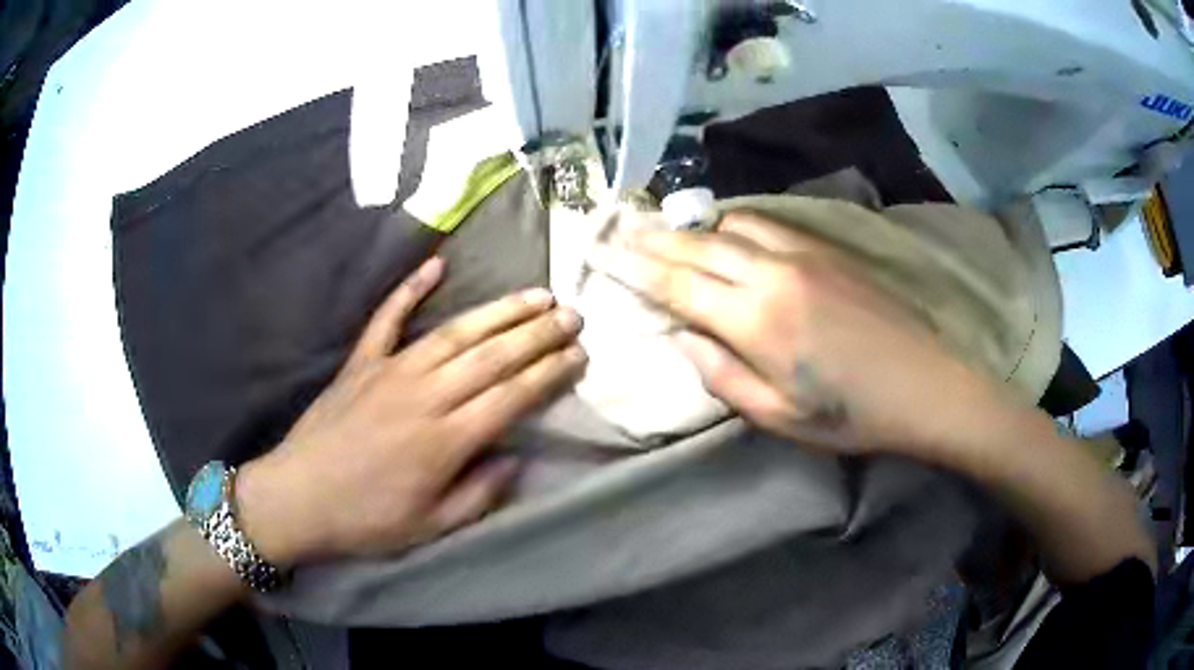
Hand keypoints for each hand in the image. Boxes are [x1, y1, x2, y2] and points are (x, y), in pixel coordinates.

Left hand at [235, 258, 585, 566]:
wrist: (297, 498)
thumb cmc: (365, 520)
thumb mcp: (430, 526)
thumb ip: (478, 494)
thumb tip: (514, 457)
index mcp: (445, 441)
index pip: (511, 396)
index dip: (549, 373)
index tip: (578, 354)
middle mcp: (424, 396)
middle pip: (491, 356)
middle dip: (537, 333)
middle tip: (572, 313)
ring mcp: (389, 372)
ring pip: (454, 332)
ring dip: (498, 311)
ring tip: (535, 293)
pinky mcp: (361, 363)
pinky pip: (387, 318)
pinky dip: (410, 288)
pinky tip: (436, 263)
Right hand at [588, 211, 993, 454]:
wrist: (924, 383)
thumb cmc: (850, 415)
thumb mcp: (778, 416)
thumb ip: (723, 376)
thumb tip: (684, 339)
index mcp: (755, 320)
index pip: (677, 285)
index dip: (634, 269)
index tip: (602, 254)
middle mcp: (772, 273)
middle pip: (696, 246)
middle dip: (650, 239)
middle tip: (616, 230)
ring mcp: (802, 253)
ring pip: (730, 226)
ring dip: (690, 226)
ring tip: (661, 228)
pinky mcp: (826, 248)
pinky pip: (766, 224)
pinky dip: (732, 223)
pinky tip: (725, 230)